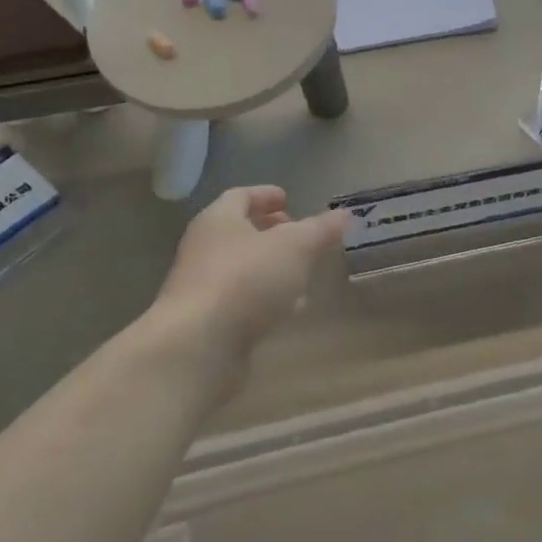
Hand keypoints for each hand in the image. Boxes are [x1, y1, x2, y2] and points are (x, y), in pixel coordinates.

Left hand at [152, 185, 348, 385]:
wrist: (198, 346)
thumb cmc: (246, 279)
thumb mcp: (296, 247)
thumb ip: (320, 229)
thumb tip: (344, 214)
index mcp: (219, 220)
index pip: (240, 196)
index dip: (265, 195)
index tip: (288, 199)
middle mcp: (204, 248)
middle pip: (239, 232)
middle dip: (270, 232)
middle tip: (299, 235)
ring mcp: (203, 287)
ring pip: (242, 269)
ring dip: (270, 268)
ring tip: (302, 273)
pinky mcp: (208, 323)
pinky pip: (242, 301)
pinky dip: (266, 299)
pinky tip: (290, 309)